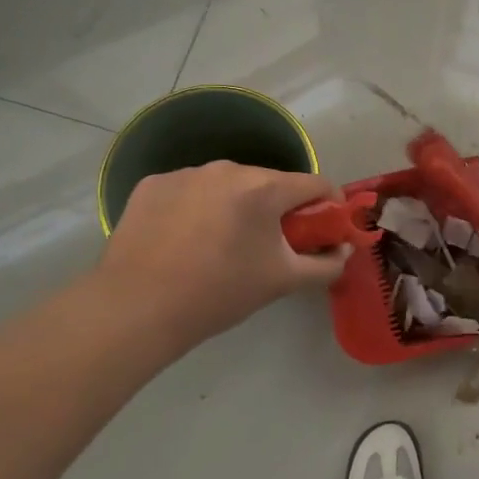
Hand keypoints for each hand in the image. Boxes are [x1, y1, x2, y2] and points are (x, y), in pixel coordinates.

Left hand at [93, 163, 349, 355]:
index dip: (330, 204)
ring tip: (224, 243)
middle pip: (270, 182)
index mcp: (264, 188)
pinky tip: (186, 239)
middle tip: (274, 244)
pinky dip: (199, 208)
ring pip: (228, 185)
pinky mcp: (152, 185)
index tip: (328, 227)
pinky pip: (191, 190)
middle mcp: (227, 169)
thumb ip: (325, 265)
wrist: (134, 309)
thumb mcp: (283, 282)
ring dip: (238, 206)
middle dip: (280, 208)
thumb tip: (343, 251)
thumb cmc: (219, 293)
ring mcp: (185, 174)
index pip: (315, 184)